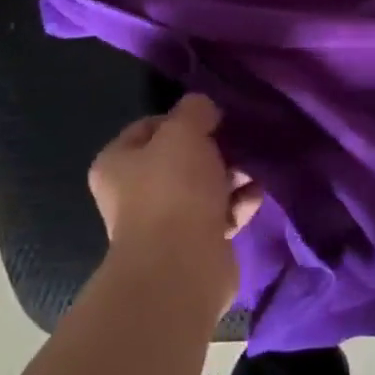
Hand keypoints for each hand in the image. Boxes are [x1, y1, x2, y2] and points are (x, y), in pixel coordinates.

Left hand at [88, 94, 262, 319]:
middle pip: (180, 158)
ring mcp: (164, 223)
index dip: (182, 118)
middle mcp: (134, 193)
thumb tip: (203, 108)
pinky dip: (238, 205)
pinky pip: (219, 215)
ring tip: (255, 168)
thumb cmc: (173, 189)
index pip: (149, 126)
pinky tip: (257, 195)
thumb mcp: (184, 131)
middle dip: (214, 149)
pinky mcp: (193, 246)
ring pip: (203, 187)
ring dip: (231, 176)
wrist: (182, 267)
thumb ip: (194, 110)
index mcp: (117, 163)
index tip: (213, 117)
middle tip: (239, 141)